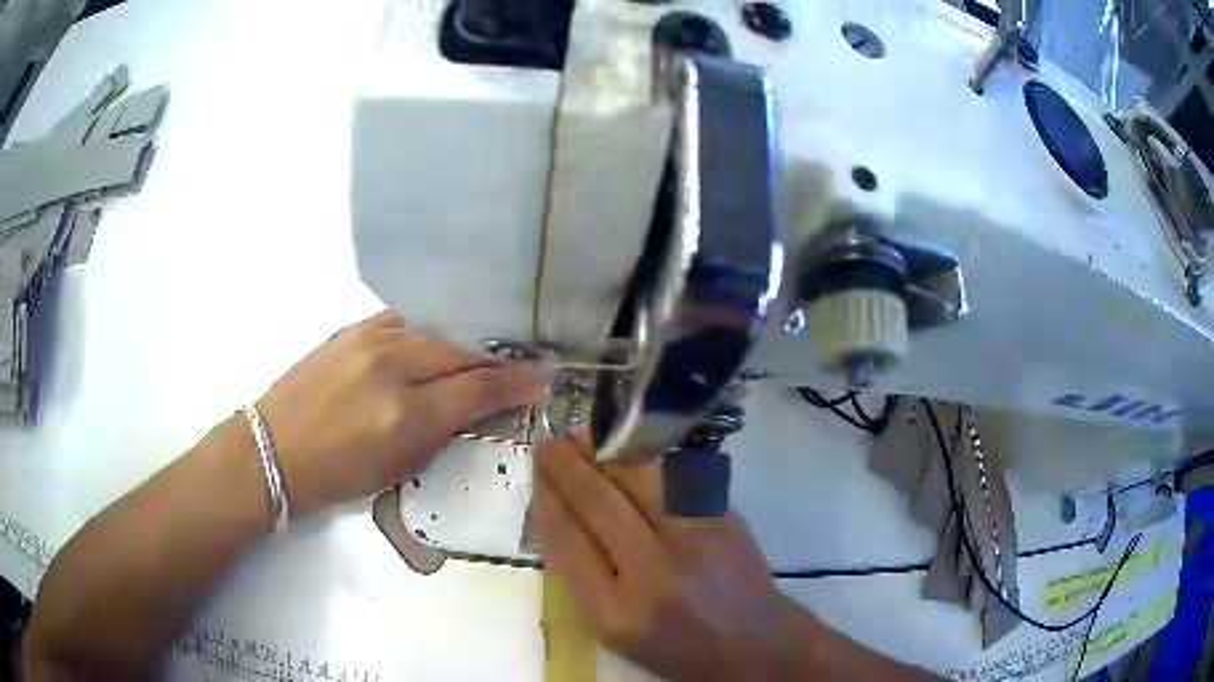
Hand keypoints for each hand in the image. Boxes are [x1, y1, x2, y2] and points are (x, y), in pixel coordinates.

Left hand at [257, 310, 549, 517]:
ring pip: (435, 333)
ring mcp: (369, 341)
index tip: (543, 376)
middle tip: (518, 367)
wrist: (274, 449)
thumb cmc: (337, 476)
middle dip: (495, 362)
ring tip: (478, 357)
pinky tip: (433, 344)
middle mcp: (392, 368)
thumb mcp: (398, 468)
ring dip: (462, 347)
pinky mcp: (351, 329)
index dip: (516, 383)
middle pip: (461, 353)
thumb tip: (478, 410)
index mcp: (406, 415)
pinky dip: (426, 334)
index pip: (477, 389)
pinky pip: (403, 323)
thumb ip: (441, 433)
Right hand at [533, 436, 804, 681]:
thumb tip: (559, 516)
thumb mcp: (613, 632)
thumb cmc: (675, 648)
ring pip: (641, 478)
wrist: (754, 643)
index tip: (537, 477)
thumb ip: (582, 579)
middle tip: (549, 446)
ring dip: (607, 453)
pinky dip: (646, 461)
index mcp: (615, 612)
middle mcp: (654, 572)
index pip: (568, 541)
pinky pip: (675, 477)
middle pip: (599, 503)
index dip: (548, 500)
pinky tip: (630, 450)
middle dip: (568, 468)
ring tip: (585, 438)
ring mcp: (695, 540)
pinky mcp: (724, 518)